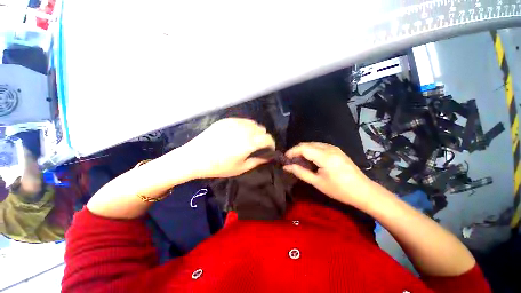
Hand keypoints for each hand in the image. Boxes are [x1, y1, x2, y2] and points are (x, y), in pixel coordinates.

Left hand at [181, 118, 274, 177]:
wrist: (194, 157)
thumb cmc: (219, 167)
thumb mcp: (241, 168)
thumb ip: (258, 161)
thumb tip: (269, 156)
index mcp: (248, 143)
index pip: (268, 138)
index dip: (271, 145)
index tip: (268, 150)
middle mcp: (244, 130)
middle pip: (262, 130)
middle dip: (263, 138)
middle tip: (257, 147)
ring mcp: (234, 123)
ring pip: (253, 124)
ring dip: (255, 131)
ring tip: (248, 140)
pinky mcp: (227, 120)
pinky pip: (243, 121)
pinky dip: (246, 127)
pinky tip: (239, 134)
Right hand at [283, 142, 373, 206]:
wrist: (363, 191)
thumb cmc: (339, 190)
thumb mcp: (317, 183)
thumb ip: (300, 172)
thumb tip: (286, 167)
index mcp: (325, 157)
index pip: (303, 148)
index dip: (292, 151)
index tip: (285, 158)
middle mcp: (330, 148)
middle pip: (307, 144)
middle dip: (296, 150)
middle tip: (290, 160)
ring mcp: (334, 148)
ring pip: (313, 144)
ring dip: (303, 150)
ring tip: (298, 160)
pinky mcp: (337, 150)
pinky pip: (320, 146)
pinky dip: (311, 150)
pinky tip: (310, 159)